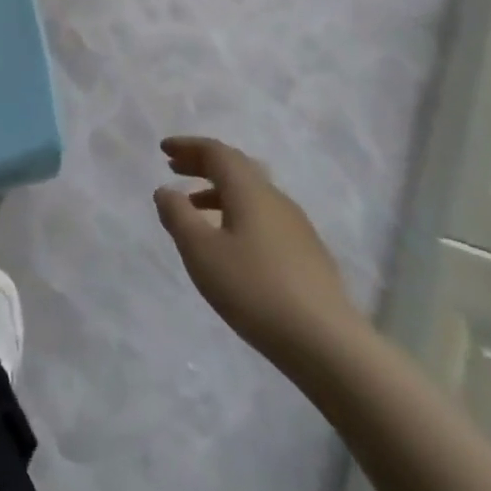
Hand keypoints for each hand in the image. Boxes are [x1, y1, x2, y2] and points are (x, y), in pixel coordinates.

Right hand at [154, 137, 366, 369]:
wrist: (327, 344)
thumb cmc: (253, 289)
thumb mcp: (200, 250)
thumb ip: (177, 215)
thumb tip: (166, 191)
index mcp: (249, 191)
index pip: (217, 152)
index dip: (188, 146)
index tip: (163, 149)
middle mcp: (275, 199)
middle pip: (236, 167)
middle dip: (203, 164)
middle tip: (174, 168)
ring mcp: (296, 227)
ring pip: (252, 193)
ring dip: (219, 190)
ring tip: (194, 207)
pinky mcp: (307, 254)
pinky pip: (264, 216)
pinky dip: (238, 212)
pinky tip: (230, 240)